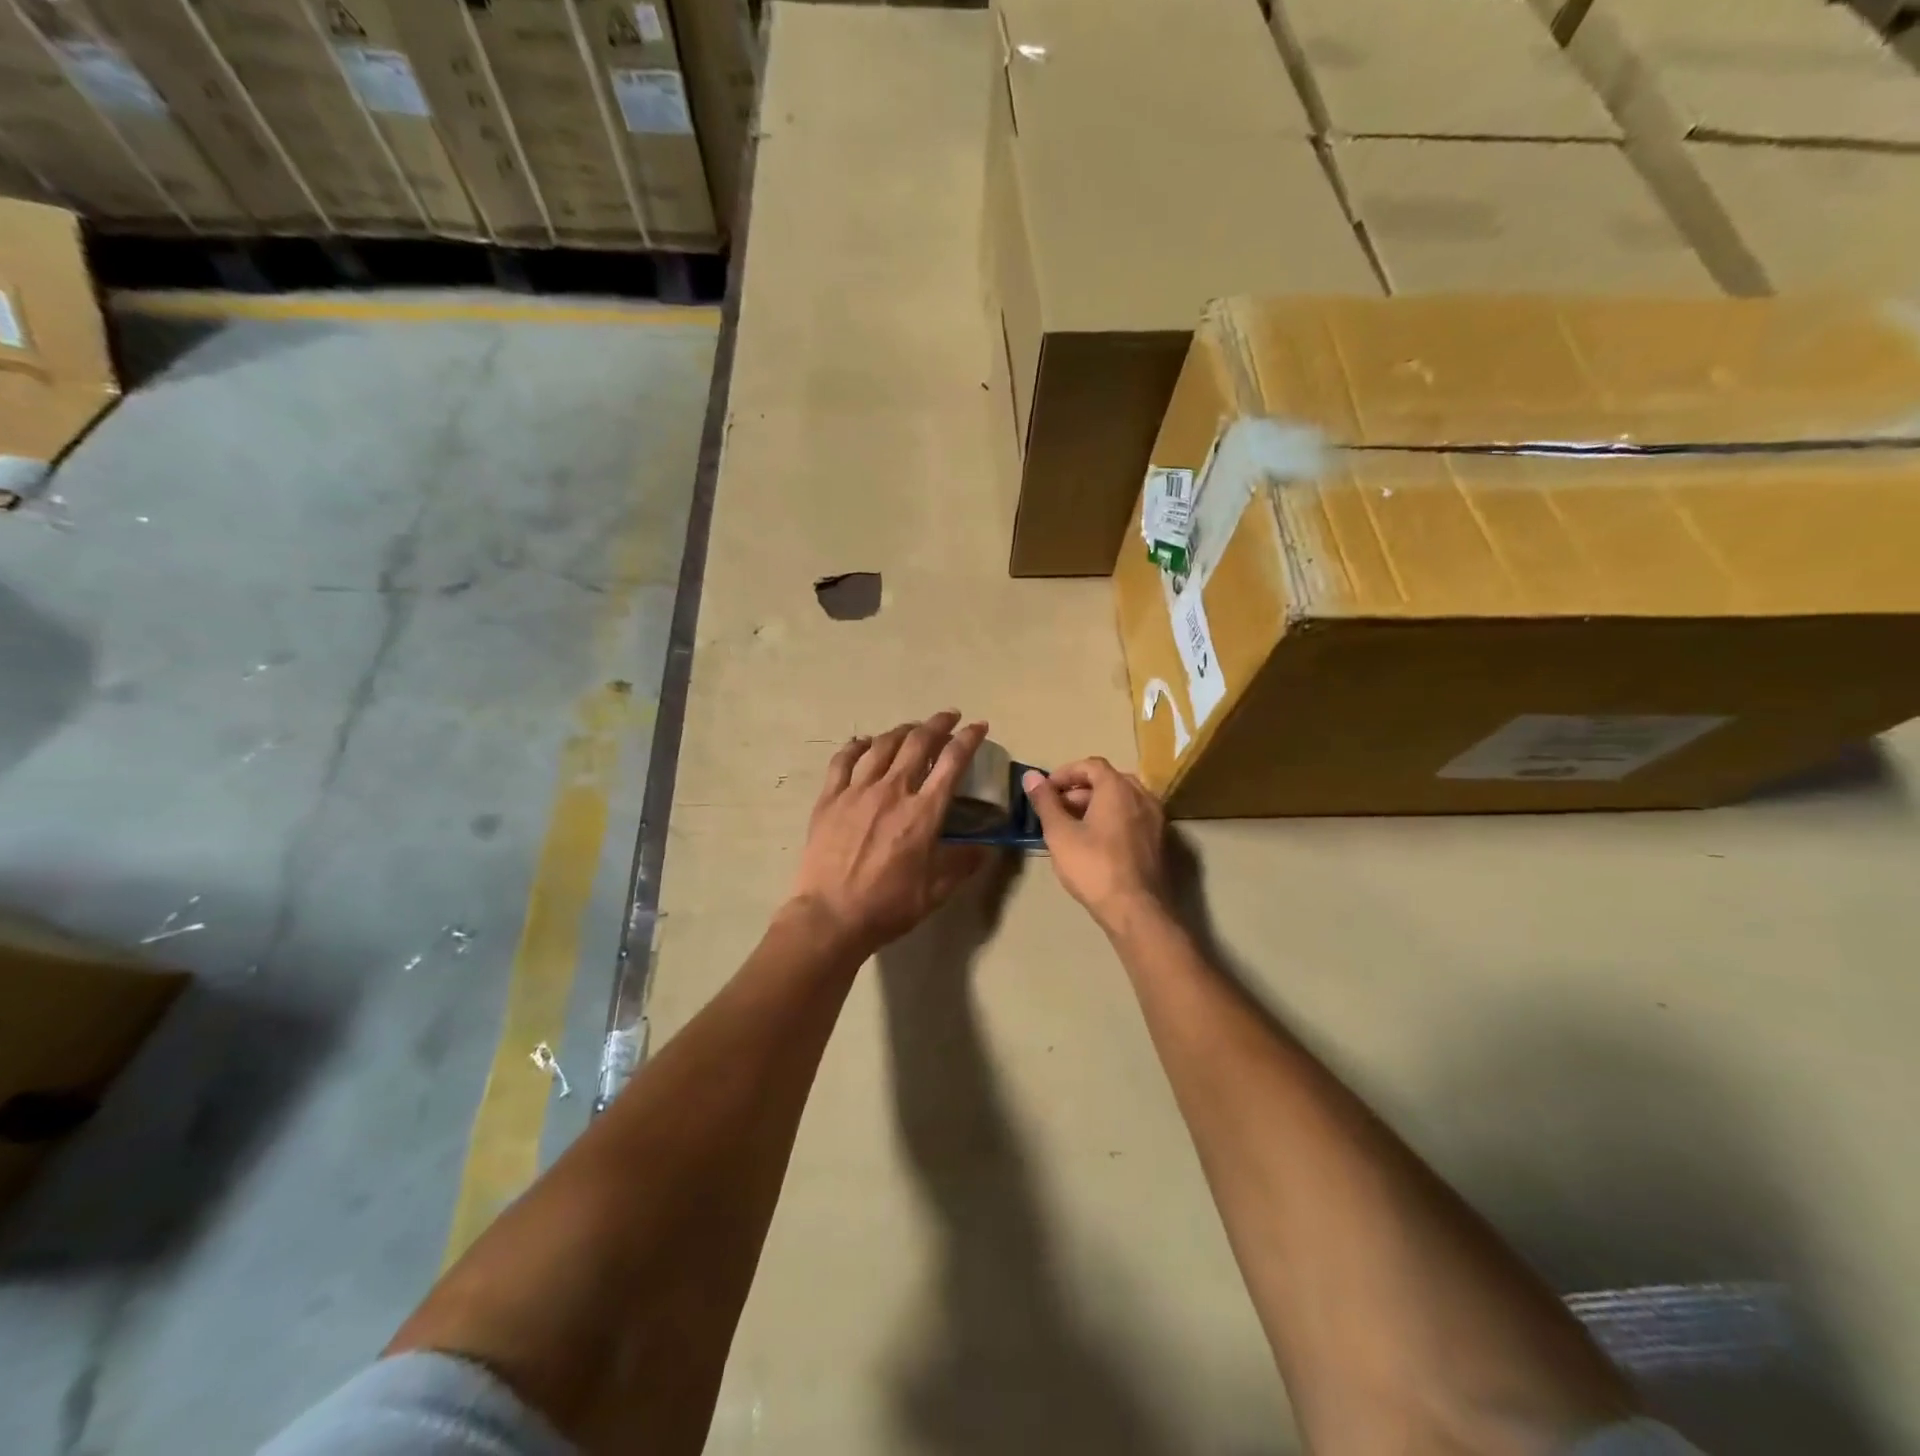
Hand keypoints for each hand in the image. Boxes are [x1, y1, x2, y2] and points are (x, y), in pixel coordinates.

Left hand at [788, 712, 991, 958]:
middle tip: (948, 717)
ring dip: (901, 731)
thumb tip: (985, 847)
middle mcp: (893, 791)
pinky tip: (864, 743)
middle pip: (918, 743)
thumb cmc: (888, 905)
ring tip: (911, 728)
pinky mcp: (829, 799)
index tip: (978, 726)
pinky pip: (843, 761)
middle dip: (937, 724)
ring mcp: (857, 791)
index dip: (968, 739)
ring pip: (882, 745)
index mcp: (923, 812)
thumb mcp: (936, 890)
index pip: (952, 762)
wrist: (830, 916)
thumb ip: (963, 863)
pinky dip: (857, 746)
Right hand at [1023, 758, 1169, 933]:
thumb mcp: (1060, 833)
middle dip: (1079, 790)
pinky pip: (1133, 817)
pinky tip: (1096, 842)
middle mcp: (1142, 796)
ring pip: (1122, 799)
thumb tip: (1030, 775)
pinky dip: (1113, 819)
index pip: (1090, 765)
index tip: (1046, 790)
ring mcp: (1155, 818)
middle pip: (1108, 780)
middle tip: (1057, 809)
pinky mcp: (1160, 840)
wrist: (1136, 909)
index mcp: (1118, 788)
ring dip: (1096, 805)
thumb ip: (1045, 801)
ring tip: (1073, 827)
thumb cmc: (1093, 866)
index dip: (1065, 773)